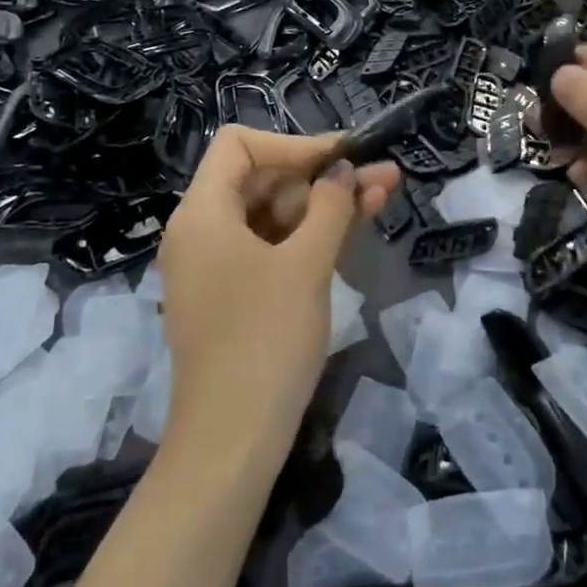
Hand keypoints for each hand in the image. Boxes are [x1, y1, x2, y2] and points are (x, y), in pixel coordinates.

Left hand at [157, 127, 398, 449]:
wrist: (232, 442)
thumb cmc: (265, 340)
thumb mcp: (306, 264)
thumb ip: (331, 205)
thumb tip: (345, 171)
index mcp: (202, 213)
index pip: (241, 146)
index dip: (294, 145)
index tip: (343, 159)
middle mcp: (202, 231)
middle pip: (262, 179)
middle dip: (322, 175)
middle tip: (380, 175)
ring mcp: (217, 265)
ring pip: (274, 214)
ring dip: (326, 203)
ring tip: (384, 192)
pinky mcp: (234, 294)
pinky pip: (273, 247)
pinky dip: (311, 235)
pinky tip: (356, 224)